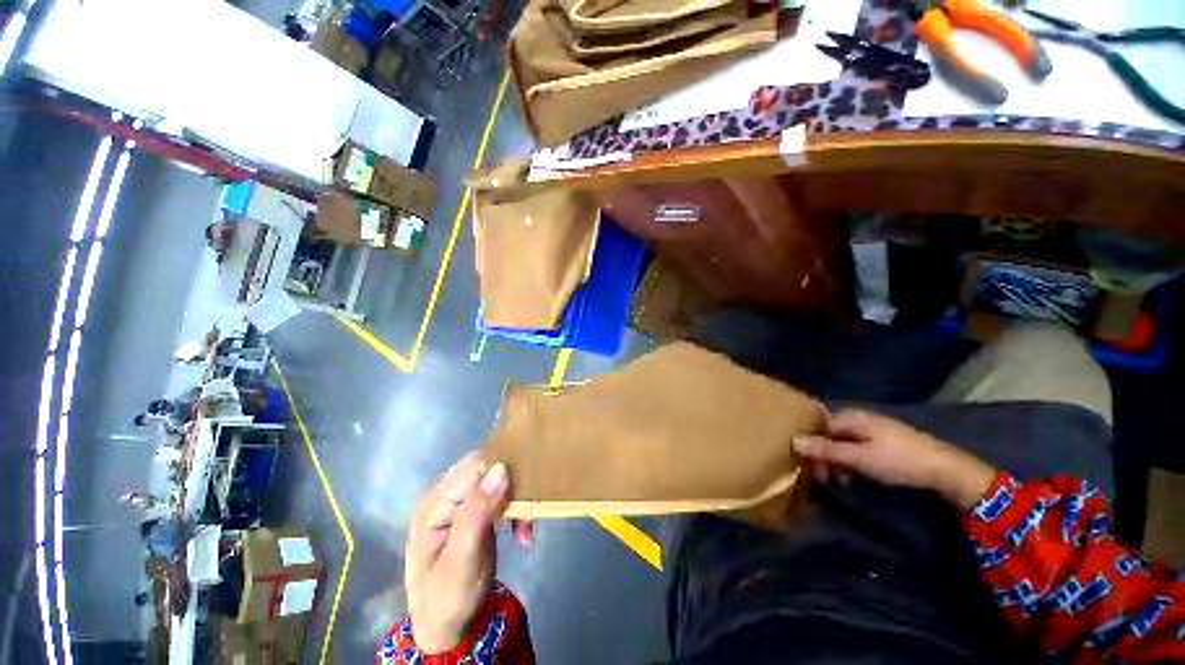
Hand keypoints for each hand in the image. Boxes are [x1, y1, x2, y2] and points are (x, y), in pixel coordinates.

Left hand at [405, 453, 508, 653]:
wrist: (447, 628)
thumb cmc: (448, 599)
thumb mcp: (462, 561)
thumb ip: (477, 513)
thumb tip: (500, 468)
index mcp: (434, 505)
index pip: (473, 468)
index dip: (500, 474)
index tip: (520, 496)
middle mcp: (445, 498)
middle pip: (485, 470)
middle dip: (511, 486)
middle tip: (527, 513)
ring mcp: (459, 505)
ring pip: (496, 480)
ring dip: (516, 499)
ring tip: (525, 528)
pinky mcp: (474, 512)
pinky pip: (500, 496)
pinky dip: (515, 509)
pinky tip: (521, 531)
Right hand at [792, 409, 996, 509]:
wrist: (945, 469)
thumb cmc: (898, 460)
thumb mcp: (859, 458)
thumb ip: (826, 450)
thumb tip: (793, 441)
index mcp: (851, 417)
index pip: (819, 427)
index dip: (810, 445)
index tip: (807, 465)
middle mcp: (859, 419)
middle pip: (829, 435)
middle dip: (823, 455)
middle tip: (822, 477)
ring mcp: (872, 430)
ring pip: (842, 443)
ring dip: (836, 461)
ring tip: (838, 480)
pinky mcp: (883, 442)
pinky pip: (856, 448)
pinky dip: (850, 462)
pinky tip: (853, 476)